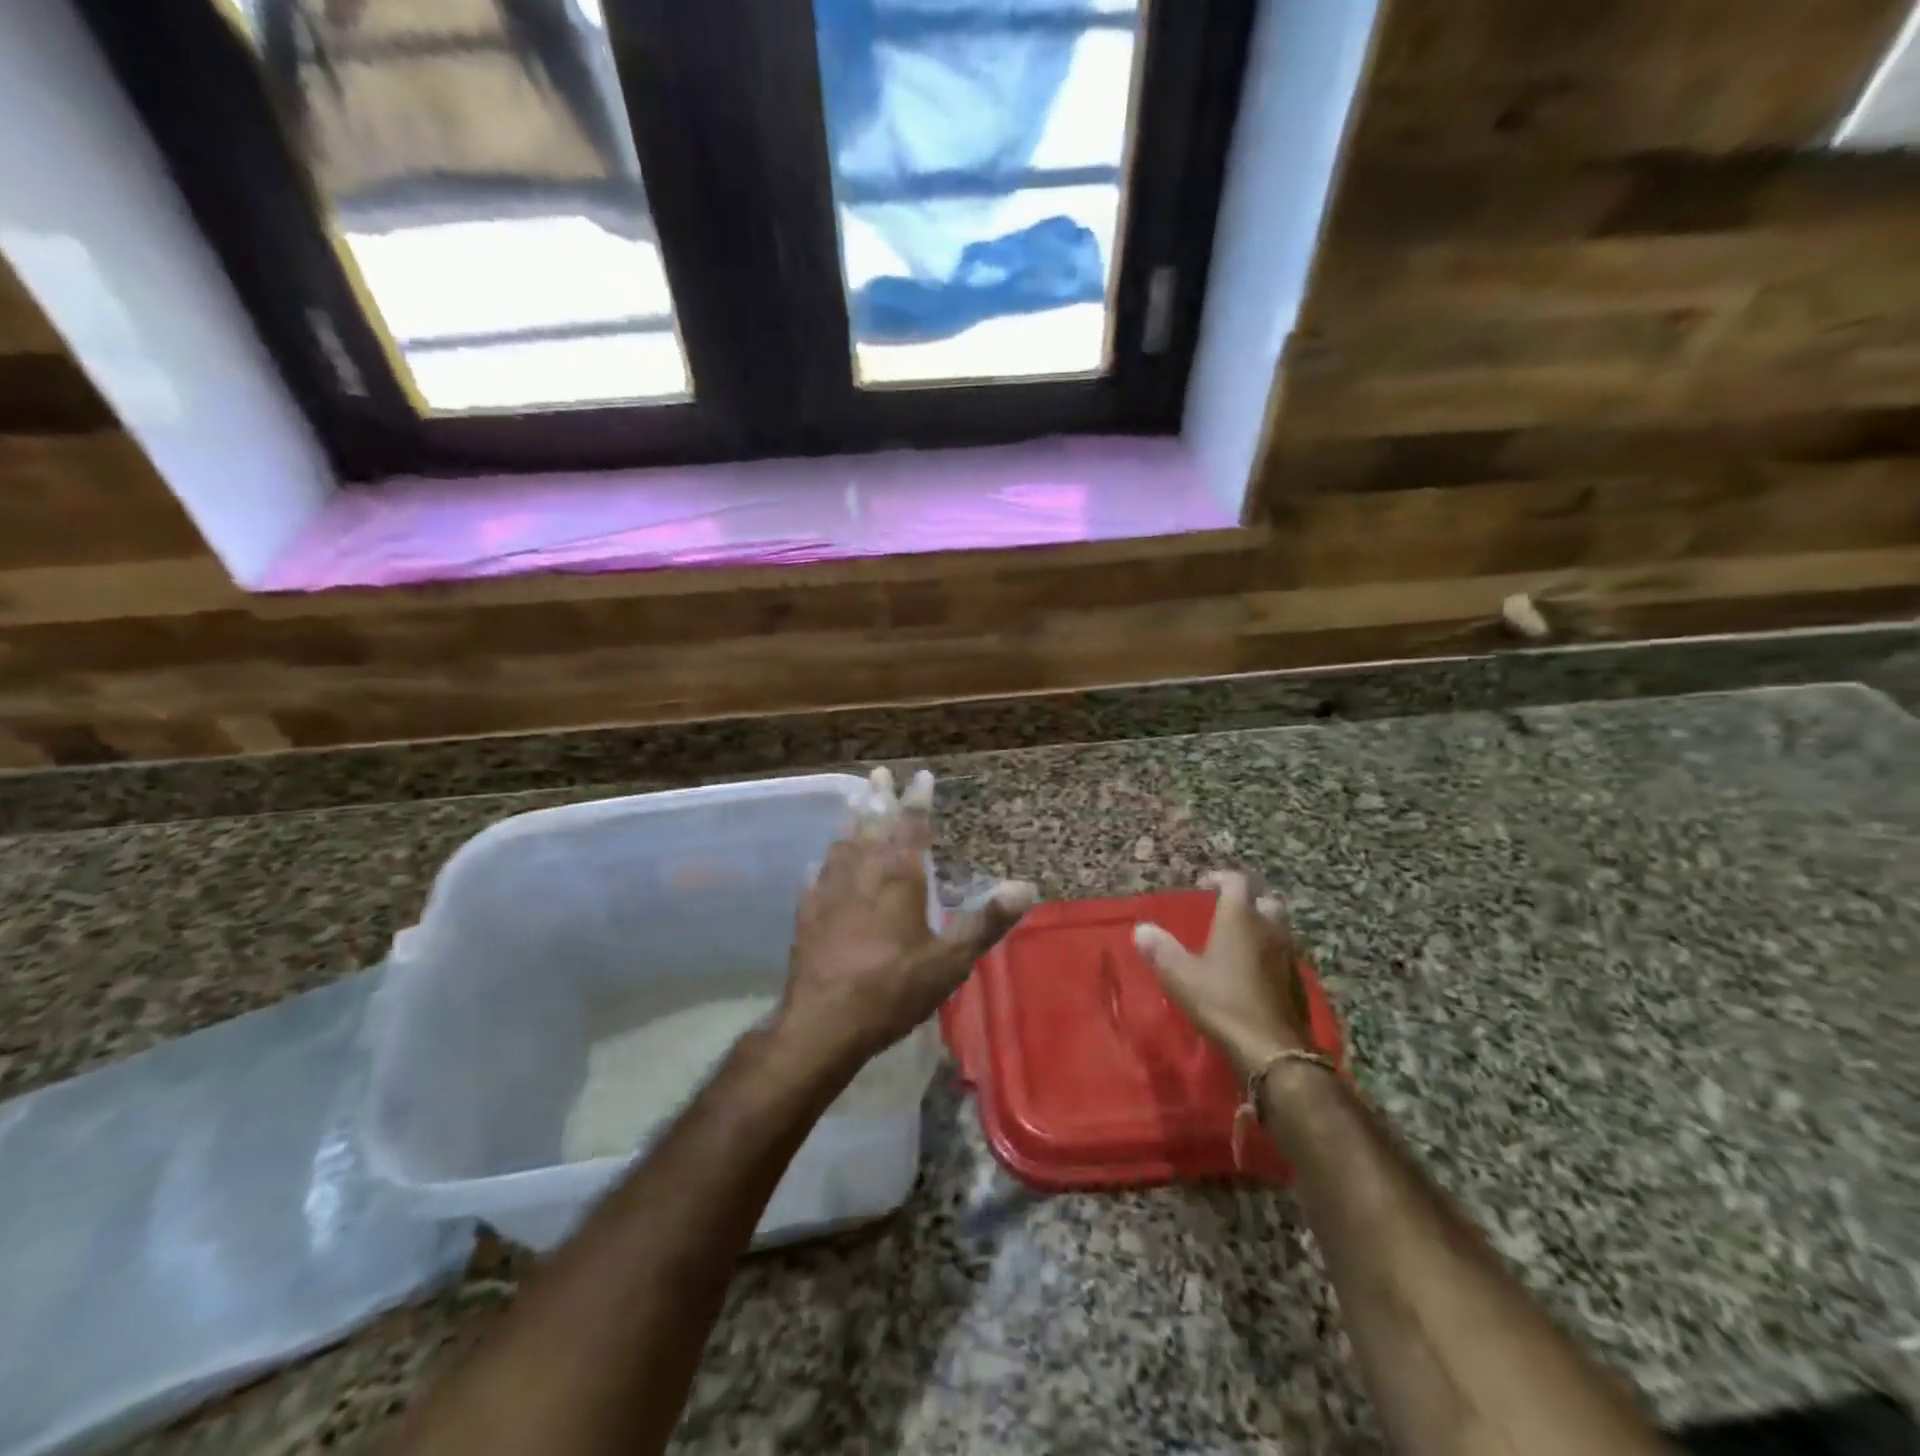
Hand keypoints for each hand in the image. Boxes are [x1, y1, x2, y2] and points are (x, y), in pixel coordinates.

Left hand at [775, 768, 1035, 1075]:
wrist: (824, 1022)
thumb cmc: (894, 989)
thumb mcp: (950, 961)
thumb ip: (986, 922)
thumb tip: (1026, 887)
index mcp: (899, 877)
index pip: (912, 826)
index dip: (918, 800)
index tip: (921, 776)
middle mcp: (863, 872)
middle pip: (872, 824)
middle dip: (878, 798)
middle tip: (878, 774)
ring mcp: (830, 889)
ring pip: (842, 843)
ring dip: (851, 819)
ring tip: (855, 802)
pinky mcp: (807, 912)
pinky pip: (817, 874)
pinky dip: (824, 860)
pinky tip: (821, 861)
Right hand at [1133, 871, 1311, 1076]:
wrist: (1274, 1050)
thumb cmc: (1223, 1002)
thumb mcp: (1181, 976)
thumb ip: (1160, 950)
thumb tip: (1141, 929)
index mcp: (1240, 918)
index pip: (1236, 881)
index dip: (1221, 878)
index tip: (1205, 885)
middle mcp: (1269, 928)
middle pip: (1266, 899)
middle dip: (1249, 899)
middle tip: (1228, 909)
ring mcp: (1289, 955)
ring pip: (1279, 926)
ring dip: (1262, 925)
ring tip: (1239, 939)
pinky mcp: (1297, 981)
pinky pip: (1284, 953)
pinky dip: (1270, 952)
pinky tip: (1254, 971)